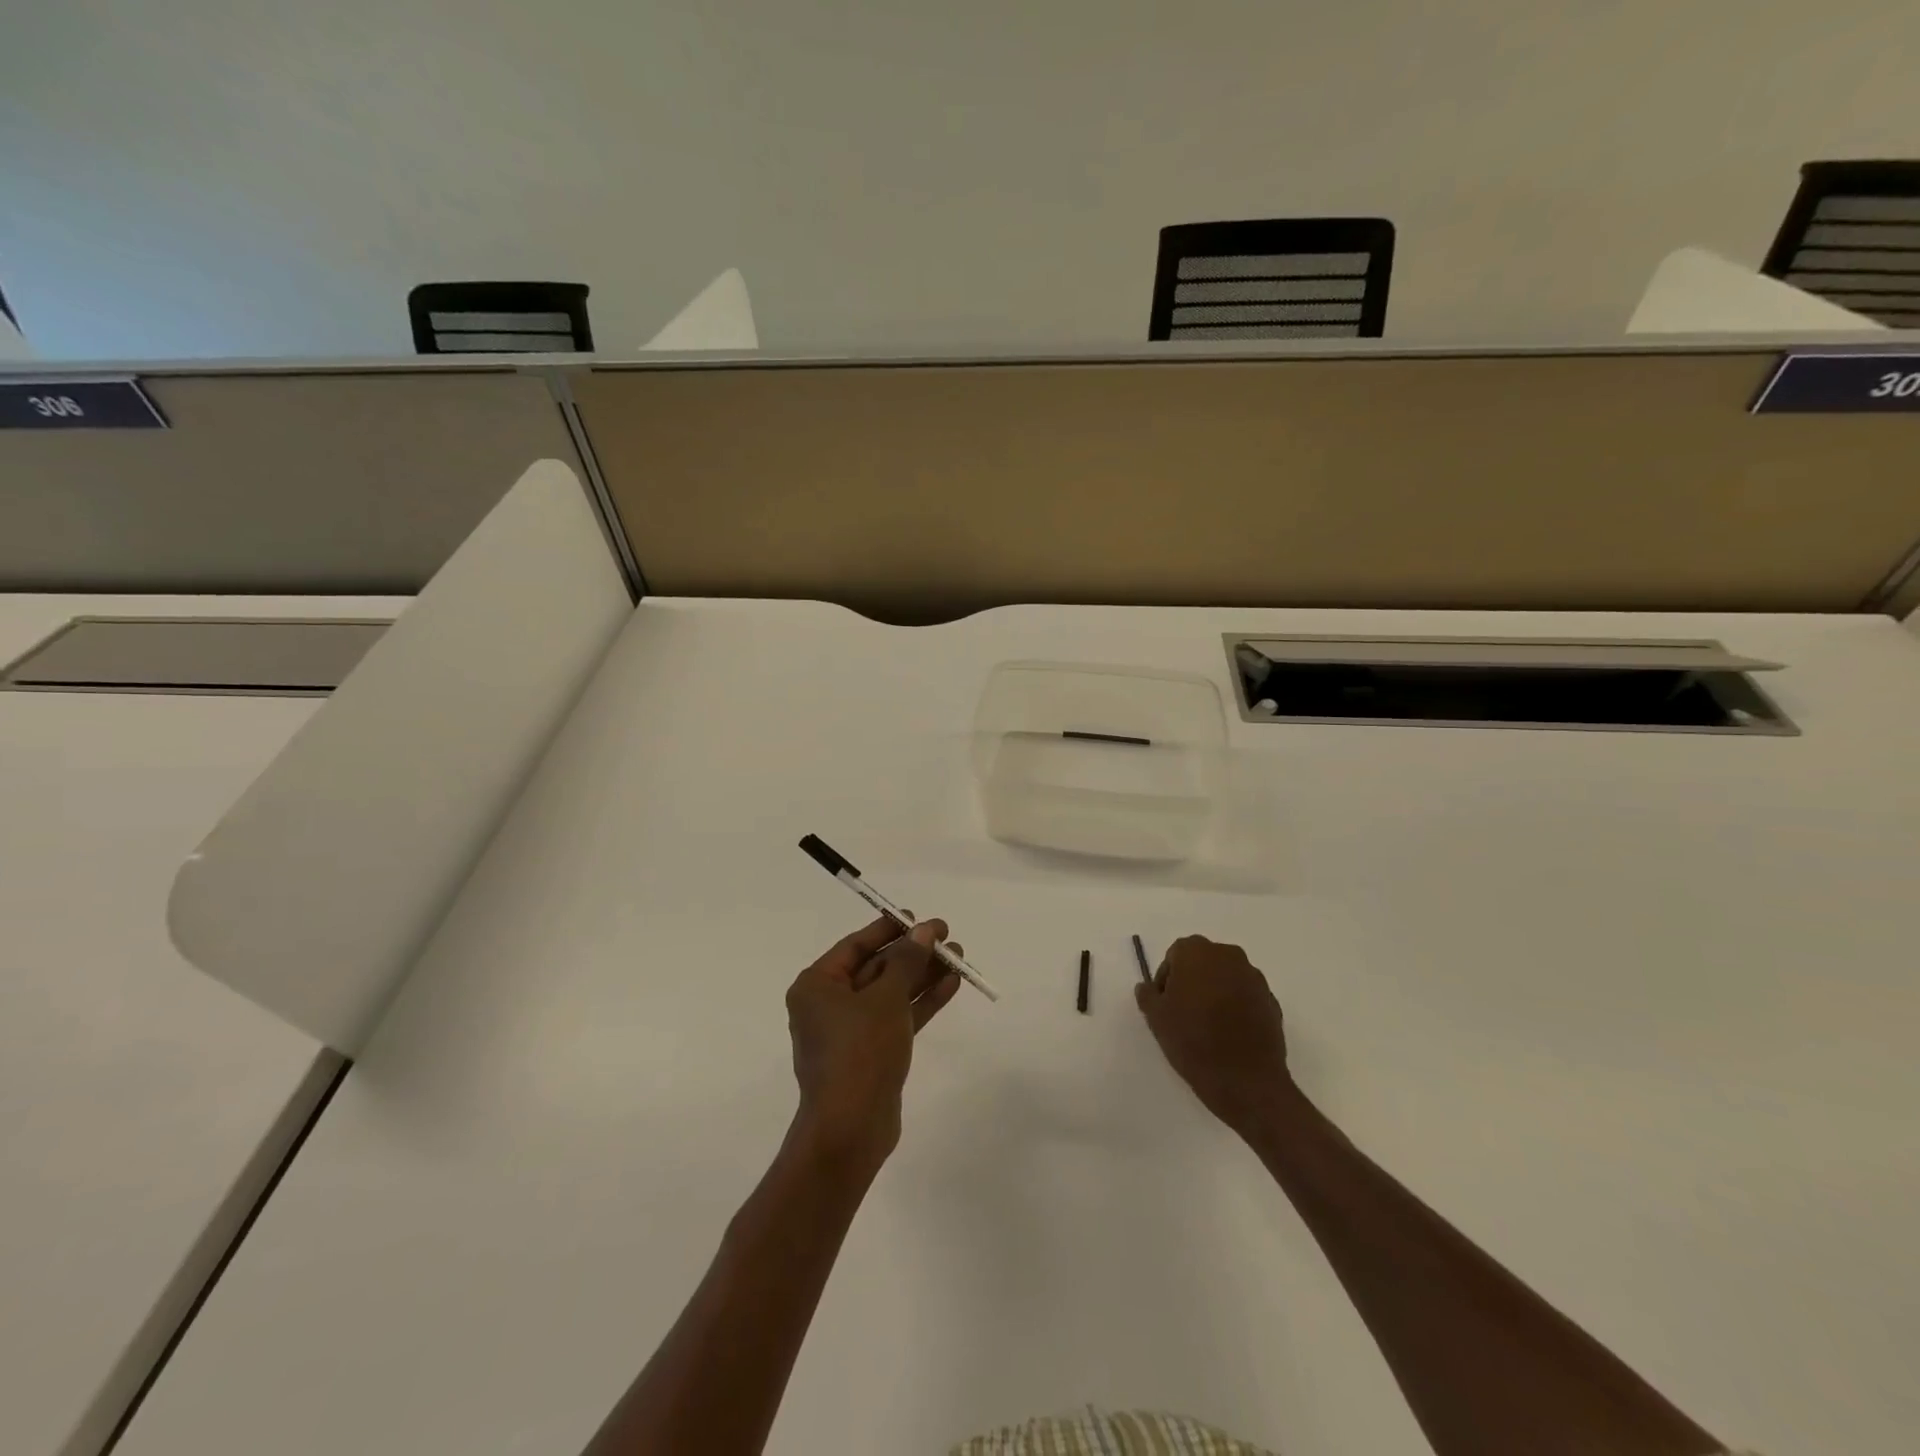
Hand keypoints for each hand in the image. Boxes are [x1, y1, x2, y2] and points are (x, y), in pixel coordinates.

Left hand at [785, 915, 961, 1172]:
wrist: (850, 1129)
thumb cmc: (860, 1051)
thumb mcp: (886, 998)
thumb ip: (907, 961)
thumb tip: (924, 931)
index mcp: (817, 985)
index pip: (856, 945)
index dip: (890, 930)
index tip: (921, 919)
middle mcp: (829, 1004)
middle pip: (877, 968)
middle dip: (914, 954)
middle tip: (948, 937)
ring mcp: (851, 1031)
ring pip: (891, 993)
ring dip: (923, 975)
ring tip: (960, 958)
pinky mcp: (872, 1053)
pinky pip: (898, 1017)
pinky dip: (921, 1002)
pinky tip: (951, 985)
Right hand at [1136, 935, 1291, 1135]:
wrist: (1246, 1081)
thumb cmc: (1193, 1041)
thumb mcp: (1156, 1018)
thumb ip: (1148, 995)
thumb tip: (1147, 987)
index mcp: (1197, 952)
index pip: (1175, 955)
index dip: (1166, 979)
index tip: (1165, 1005)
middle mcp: (1228, 956)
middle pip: (1202, 962)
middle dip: (1192, 981)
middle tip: (1183, 1013)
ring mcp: (1254, 978)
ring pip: (1226, 978)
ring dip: (1215, 992)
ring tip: (1208, 1026)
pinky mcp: (1272, 1001)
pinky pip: (1246, 996)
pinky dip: (1236, 1007)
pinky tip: (1229, 1034)